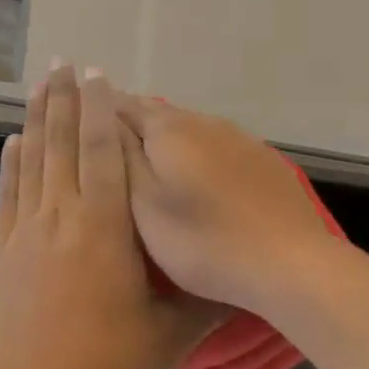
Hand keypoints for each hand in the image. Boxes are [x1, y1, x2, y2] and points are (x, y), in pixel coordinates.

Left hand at [0, 65, 225, 368]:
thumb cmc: (106, 366)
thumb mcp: (169, 336)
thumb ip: (203, 301)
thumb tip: (237, 276)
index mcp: (104, 227)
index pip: (103, 152)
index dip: (101, 109)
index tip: (97, 73)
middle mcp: (62, 214)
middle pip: (62, 142)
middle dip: (64, 98)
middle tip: (61, 60)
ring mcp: (27, 228)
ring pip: (33, 159)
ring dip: (37, 118)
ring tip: (39, 84)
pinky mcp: (3, 248)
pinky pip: (8, 192)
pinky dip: (11, 162)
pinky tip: (12, 140)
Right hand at [116, 95, 343, 316]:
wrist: (290, 263)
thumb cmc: (202, 240)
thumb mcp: (143, 204)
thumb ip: (118, 156)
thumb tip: (99, 116)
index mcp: (166, 129)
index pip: (119, 104)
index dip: (96, 110)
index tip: (78, 122)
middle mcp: (201, 120)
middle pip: (156, 112)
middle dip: (130, 122)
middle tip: (110, 146)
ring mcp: (237, 136)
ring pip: (189, 127)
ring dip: (166, 138)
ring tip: (151, 163)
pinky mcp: (263, 158)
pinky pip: (218, 144)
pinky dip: (199, 153)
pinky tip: (201, 177)